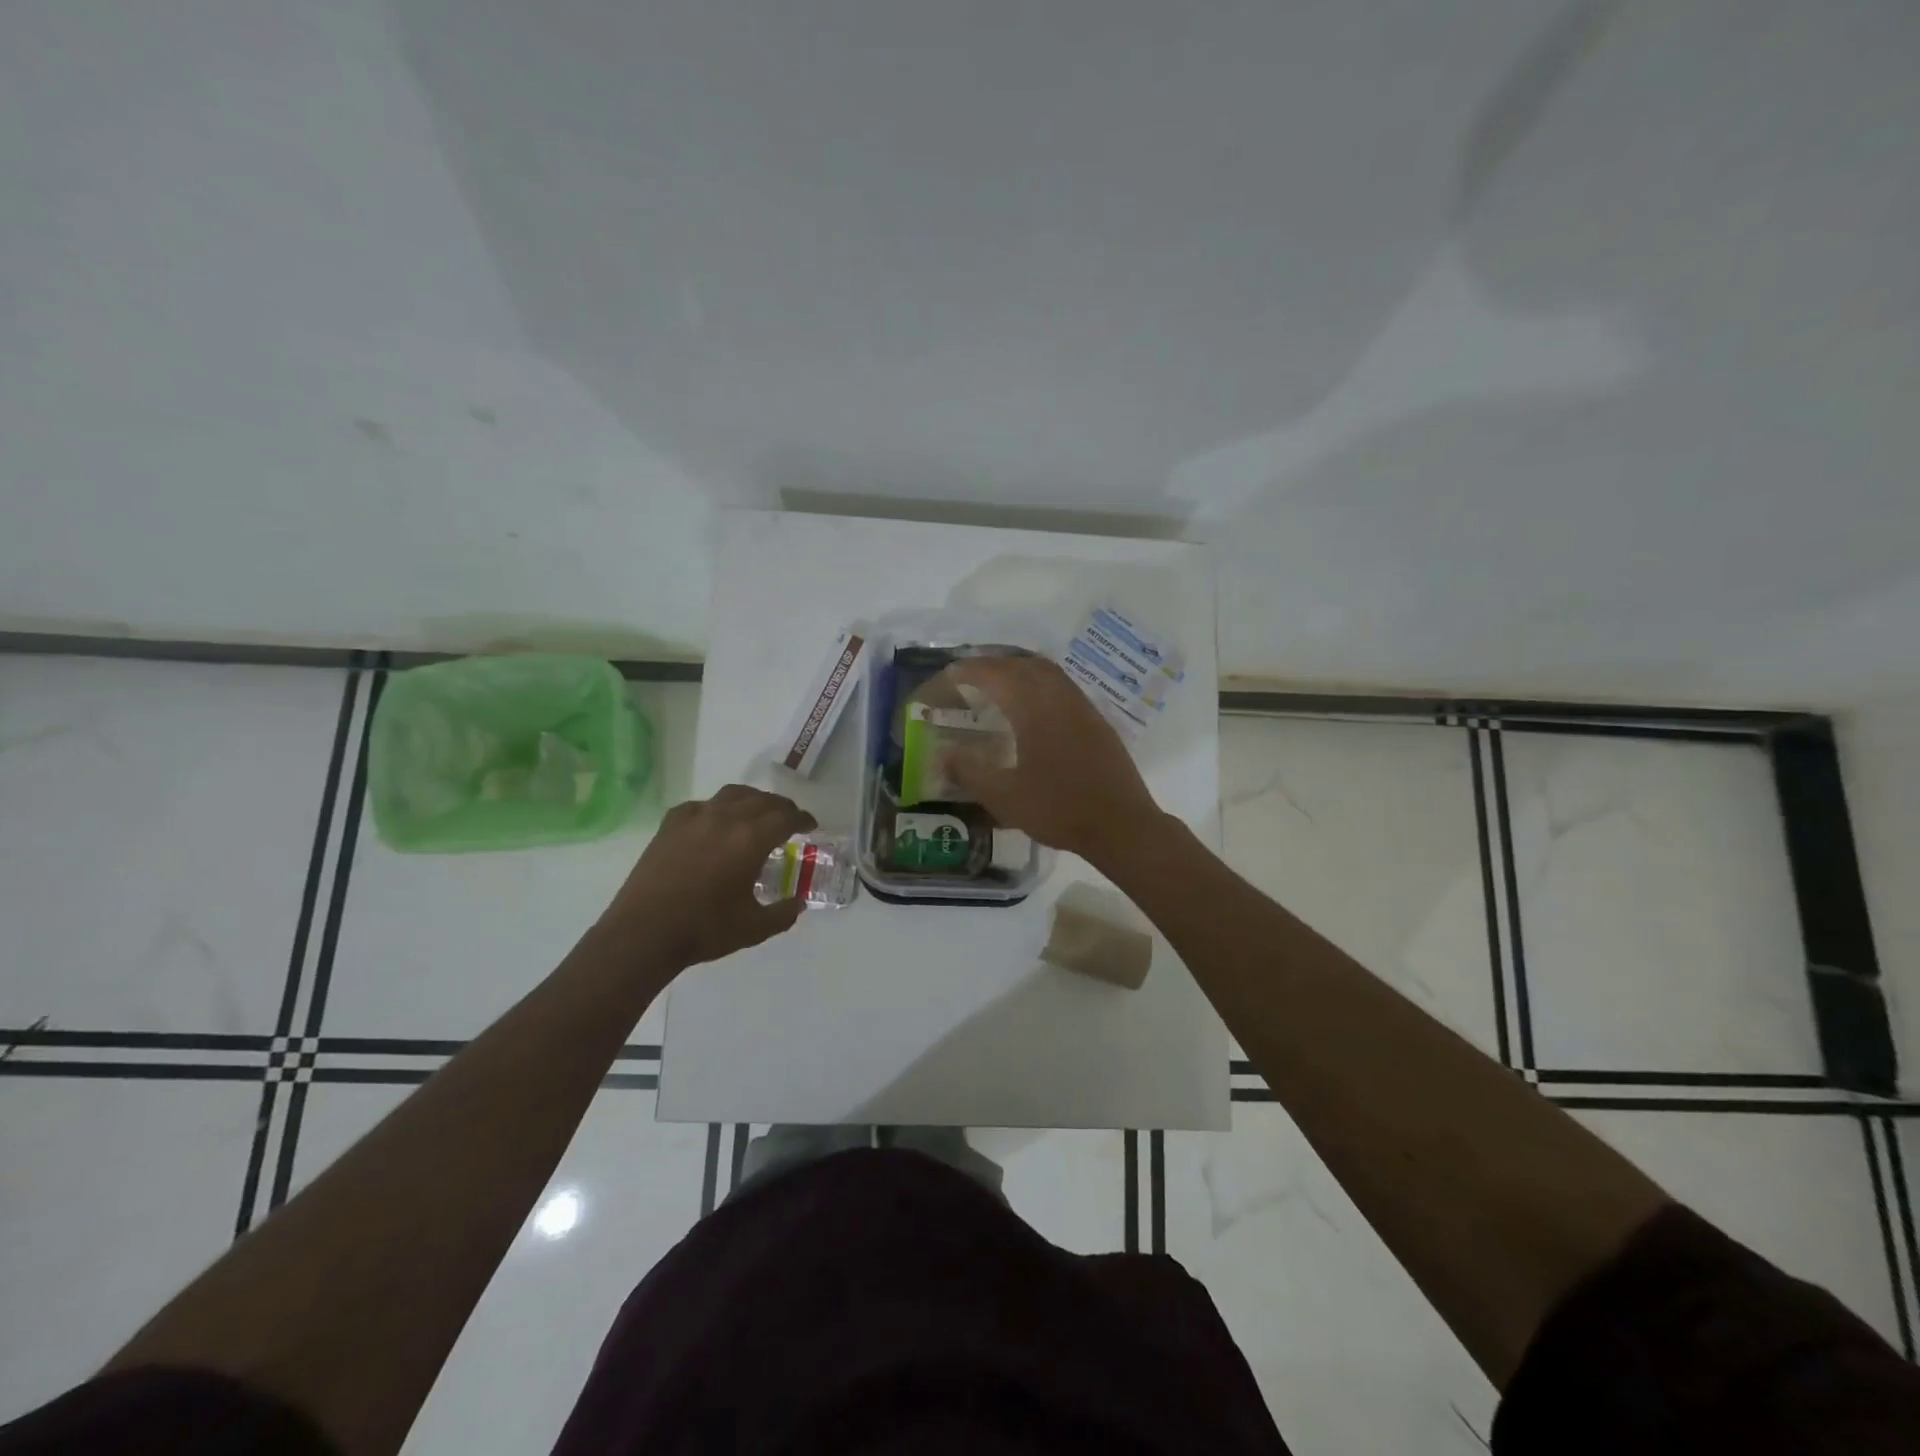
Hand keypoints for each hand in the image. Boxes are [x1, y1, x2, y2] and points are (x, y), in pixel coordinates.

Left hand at [600, 785, 816, 968]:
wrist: (644, 934)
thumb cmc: (705, 930)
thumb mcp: (754, 928)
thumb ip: (782, 914)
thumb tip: (798, 903)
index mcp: (751, 840)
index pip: (786, 817)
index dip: (802, 819)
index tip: (810, 826)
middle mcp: (726, 819)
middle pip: (762, 800)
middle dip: (780, 808)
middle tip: (788, 820)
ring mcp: (695, 818)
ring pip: (732, 794)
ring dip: (752, 800)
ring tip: (756, 812)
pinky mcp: (670, 826)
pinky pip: (701, 805)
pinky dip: (716, 808)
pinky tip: (714, 821)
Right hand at [939, 656, 1162, 862]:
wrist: (1121, 825)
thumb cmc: (1059, 810)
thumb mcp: (1005, 798)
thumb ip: (971, 773)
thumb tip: (946, 756)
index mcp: (1035, 710)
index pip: (998, 676)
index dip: (971, 670)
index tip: (951, 673)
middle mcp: (1060, 699)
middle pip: (1024, 665)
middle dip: (995, 664)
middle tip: (971, 674)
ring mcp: (1083, 708)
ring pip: (1048, 672)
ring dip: (1020, 669)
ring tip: (999, 683)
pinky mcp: (1097, 721)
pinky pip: (1063, 686)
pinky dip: (1040, 683)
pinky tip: (1034, 706)